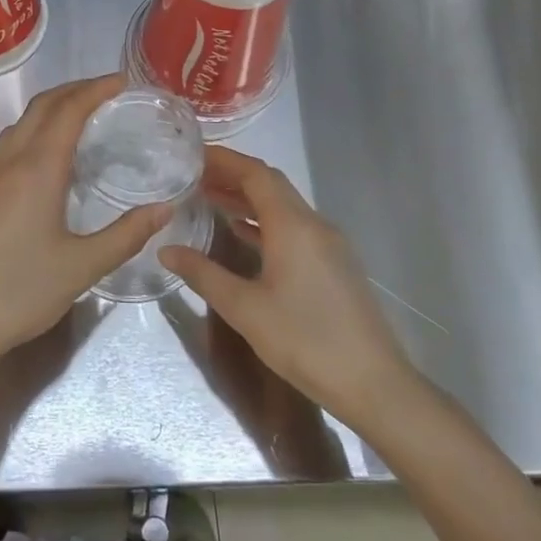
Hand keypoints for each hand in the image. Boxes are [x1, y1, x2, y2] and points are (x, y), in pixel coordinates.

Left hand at [0, 75, 168, 381]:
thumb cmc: (19, 292)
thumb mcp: (82, 267)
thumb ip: (126, 234)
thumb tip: (165, 208)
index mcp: (37, 169)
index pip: (69, 111)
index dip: (96, 89)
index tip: (124, 82)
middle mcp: (10, 161)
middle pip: (42, 106)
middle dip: (75, 90)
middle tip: (109, 91)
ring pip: (22, 122)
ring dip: (52, 107)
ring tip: (83, 115)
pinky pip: (10, 142)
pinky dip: (36, 129)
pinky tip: (50, 156)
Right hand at [159, 147, 414, 419]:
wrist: (374, 385)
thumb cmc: (305, 341)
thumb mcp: (244, 308)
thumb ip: (203, 274)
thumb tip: (166, 250)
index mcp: (293, 225)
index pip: (256, 174)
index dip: (224, 159)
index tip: (193, 155)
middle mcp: (314, 224)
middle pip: (271, 185)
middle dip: (233, 175)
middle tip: (194, 175)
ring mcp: (329, 244)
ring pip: (283, 206)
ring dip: (248, 198)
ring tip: (209, 198)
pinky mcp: (334, 264)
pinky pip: (294, 227)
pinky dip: (265, 221)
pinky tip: (242, 233)